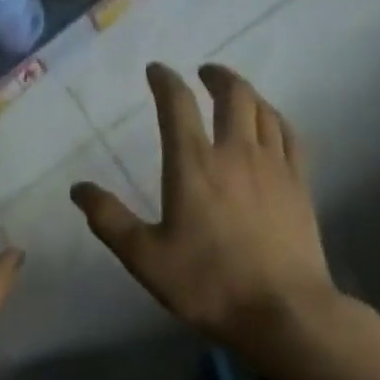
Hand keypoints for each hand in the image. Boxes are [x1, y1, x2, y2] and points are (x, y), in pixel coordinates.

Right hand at [71, 64, 337, 357]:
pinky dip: (275, 119)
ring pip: (264, 110)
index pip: (177, 105)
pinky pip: (290, 135)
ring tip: (235, 95)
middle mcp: (236, 153)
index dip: (165, 81)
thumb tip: (79, 189)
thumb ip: (109, 220)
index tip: (156, 70)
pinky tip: (271, 126)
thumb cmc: (205, 284)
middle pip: (233, 95)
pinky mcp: (300, 184)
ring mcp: (275, 166)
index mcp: (193, 166)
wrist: (279, 309)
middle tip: (203, 73)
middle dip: (216, 76)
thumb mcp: (144, 257)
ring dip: (247, 93)